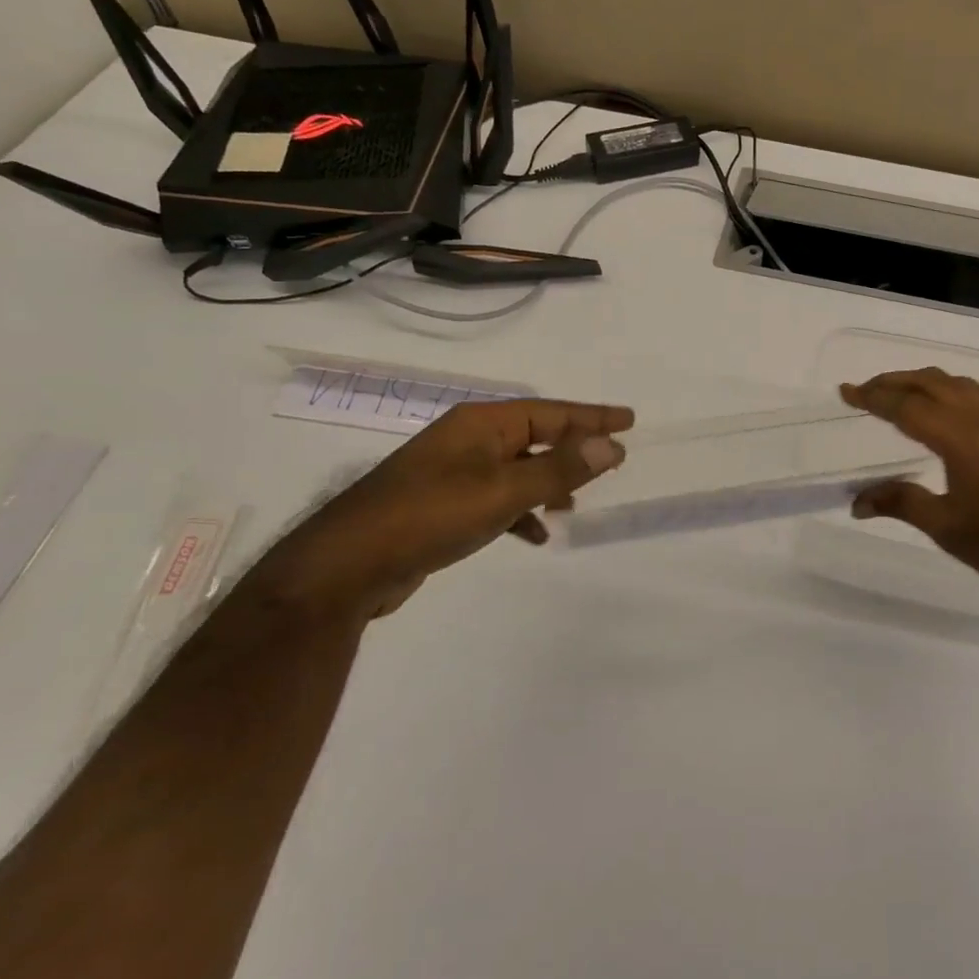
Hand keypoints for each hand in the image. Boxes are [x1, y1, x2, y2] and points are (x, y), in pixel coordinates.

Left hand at [245, 399, 632, 625]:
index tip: (629, 420)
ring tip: (575, 505)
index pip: (550, 412)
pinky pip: (496, 498)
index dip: (591, 416)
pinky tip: (534, 536)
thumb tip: (612, 445)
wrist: (349, 566)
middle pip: (534, 436)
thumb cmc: (430, 516)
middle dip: (572, 449)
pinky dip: (519, 512)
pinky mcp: (442, 505)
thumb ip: (559, 469)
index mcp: (481, 424)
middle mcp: (467, 440)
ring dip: (547, 484)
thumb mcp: (502, 491)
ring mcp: (452, 472)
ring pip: (516, 469)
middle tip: (611, 460)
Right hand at [841, 369, 978, 606]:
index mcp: (961, 436)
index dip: (872, 396)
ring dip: (931, 383)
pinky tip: (963, 413)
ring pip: (966, 385)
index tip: (846, 391)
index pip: (906, 405)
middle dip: (897, 380)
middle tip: (869, 388)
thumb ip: (901, 504)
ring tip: (908, 394)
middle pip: (934, 382)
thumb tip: (856, 502)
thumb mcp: (948, 528)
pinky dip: (964, 395)